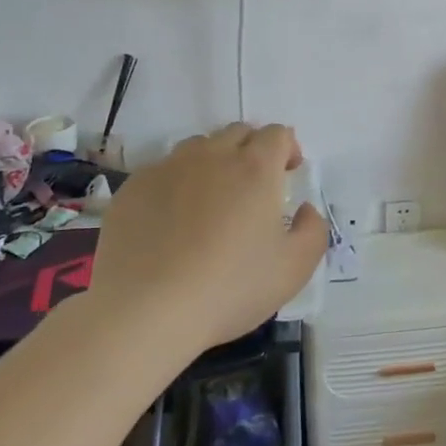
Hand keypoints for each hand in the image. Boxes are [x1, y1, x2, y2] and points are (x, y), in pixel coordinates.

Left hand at [86, 123, 325, 353]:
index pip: (277, 134)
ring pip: (198, 148)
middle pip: (238, 133)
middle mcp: (212, 155)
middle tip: (253, 188)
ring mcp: (167, 168)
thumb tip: (304, 210)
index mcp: (255, 167)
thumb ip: (313, 231)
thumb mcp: (294, 270)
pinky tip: (171, 223)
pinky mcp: (132, 188)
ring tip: (211, 201)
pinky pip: (162, 171)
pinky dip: (176, 185)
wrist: (144, 312)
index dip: (288, 149)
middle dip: (252, 150)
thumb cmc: (229, 289)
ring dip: (213, 162)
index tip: (288, 175)